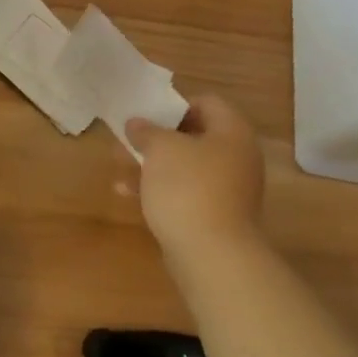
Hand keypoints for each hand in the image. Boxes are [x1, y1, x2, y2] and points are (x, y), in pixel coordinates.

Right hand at [126, 95, 264, 251]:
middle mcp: (237, 157)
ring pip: (187, 166)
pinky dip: (160, 189)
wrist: (212, 254)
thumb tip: (137, 123)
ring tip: (120, 166)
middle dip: (158, 137)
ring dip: (154, 164)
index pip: (207, 102)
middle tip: (129, 139)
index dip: (175, 104)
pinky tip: (128, 194)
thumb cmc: (188, 188)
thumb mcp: (161, 149)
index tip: (147, 114)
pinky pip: (186, 192)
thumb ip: (147, 131)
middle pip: (195, 135)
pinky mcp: (216, 216)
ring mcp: (229, 189)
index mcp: (232, 132)